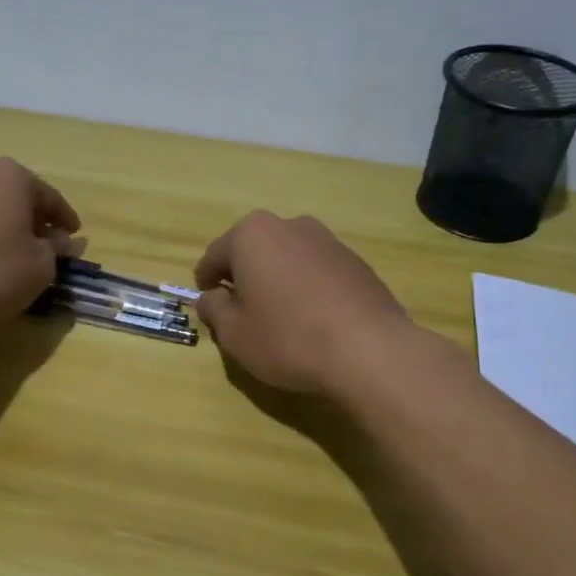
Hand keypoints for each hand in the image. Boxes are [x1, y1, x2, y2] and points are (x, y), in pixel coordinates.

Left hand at [0, 158, 79, 322]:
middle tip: (42, 248)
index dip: (65, 220)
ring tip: (5, 257)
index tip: (74, 238)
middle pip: (13, 197)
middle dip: (29, 221)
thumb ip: (57, 251)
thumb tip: (64, 242)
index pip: (50, 197)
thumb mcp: (40, 268)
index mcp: (11, 176)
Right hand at [193, 211, 412, 393]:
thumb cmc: (287, 337)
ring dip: (277, 281)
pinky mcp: (356, 262)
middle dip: (244, 277)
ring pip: (287, 259)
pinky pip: (317, 272)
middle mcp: (290, 226)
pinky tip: (313, 320)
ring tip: (280, 318)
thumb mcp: (234, 333)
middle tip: (241, 312)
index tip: (207, 303)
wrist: (369, 350)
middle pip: (254, 251)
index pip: (215, 255)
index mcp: (252, 234)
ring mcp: (328, 241)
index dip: (205, 281)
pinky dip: (307, 289)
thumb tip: (212, 298)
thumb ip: (214, 309)